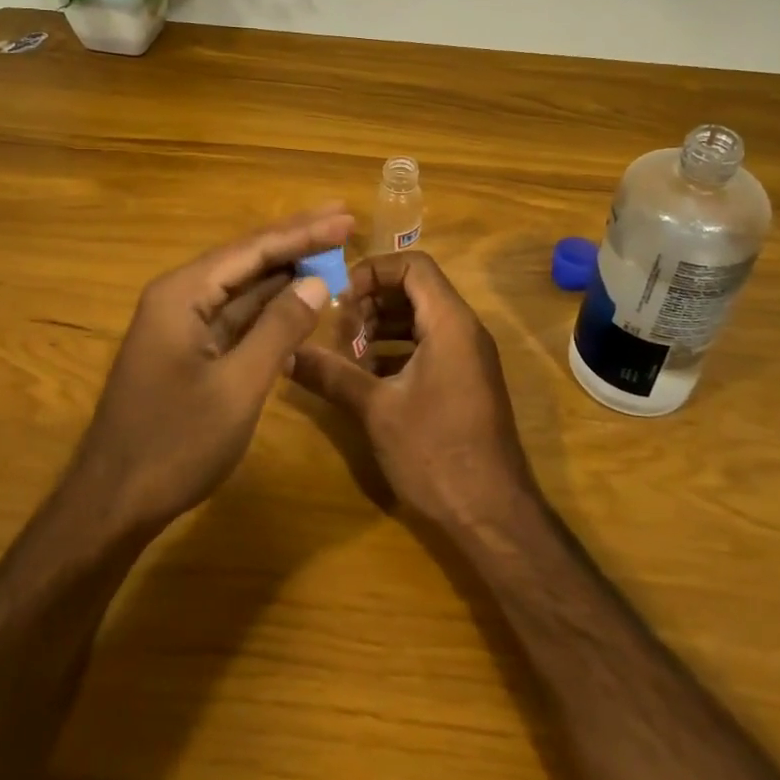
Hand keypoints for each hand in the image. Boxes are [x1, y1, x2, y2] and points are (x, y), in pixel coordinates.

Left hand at [69, 206, 354, 532]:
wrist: (113, 503)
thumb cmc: (175, 443)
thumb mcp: (238, 386)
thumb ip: (279, 329)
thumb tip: (317, 282)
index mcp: (182, 294)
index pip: (252, 250)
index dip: (302, 233)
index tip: (346, 218)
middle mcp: (178, 297)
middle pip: (246, 259)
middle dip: (295, 241)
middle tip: (343, 219)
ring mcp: (181, 324)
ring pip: (241, 287)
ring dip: (284, 272)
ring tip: (330, 252)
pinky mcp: (187, 350)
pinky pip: (234, 316)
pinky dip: (268, 307)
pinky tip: (298, 299)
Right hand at [291, 251, 536, 530]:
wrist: (492, 515)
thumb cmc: (435, 452)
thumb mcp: (376, 410)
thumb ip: (332, 375)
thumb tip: (287, 354)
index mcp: (450, 323)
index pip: (413, 265)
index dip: (373, 271)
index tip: (340, 299)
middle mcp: (464, 330)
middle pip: (415, 289)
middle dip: (372, 301)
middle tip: (339, 331)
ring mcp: (467, 357)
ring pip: (420, 319)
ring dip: (381, 327)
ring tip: (347, 353)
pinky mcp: (464, 381)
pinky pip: (428, 346)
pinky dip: (396, 350)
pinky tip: (367, 377)